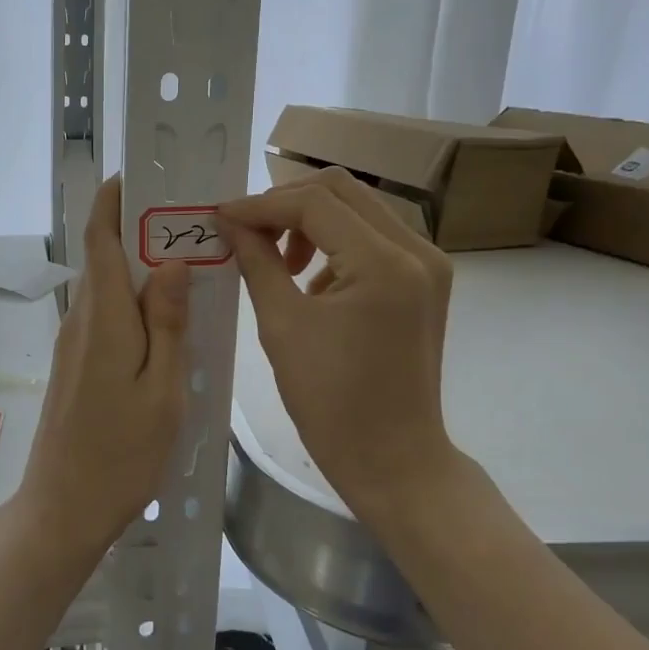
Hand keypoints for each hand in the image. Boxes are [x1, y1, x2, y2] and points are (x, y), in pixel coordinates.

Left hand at [18, 175, 189, 557]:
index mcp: (104, 315)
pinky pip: (108, 315)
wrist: (64, 507)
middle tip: (192, 220)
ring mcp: (75, 342)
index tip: (143, 175)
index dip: (115, 200)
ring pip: (110, 287)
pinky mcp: (77, 363)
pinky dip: (136, 302)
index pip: (101, 237)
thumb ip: (168, 321)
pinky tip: (169, 318)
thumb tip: (170, 261)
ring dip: (142, 268)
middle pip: (107, 256)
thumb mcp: (163, 388)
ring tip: (191, 263)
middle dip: (141, 230)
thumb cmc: (121, 453)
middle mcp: (83, 318)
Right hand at [219, 167, 454, 519]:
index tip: (221, 217)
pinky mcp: (424, 281)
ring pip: (359, 209)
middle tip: (247, 232)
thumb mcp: (282, 325)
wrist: (392, 459)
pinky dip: (335, 243)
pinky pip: (373, 237)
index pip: (315, 203)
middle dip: (286, 204)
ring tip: (278, 261)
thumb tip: (229, 222)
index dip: (261, 205)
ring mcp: (427, 265)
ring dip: (311, 221)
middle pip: (342, 190)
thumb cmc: (331, 401)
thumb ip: (256, 261)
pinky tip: (310, 280)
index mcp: (384, 263)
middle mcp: (417, 250)